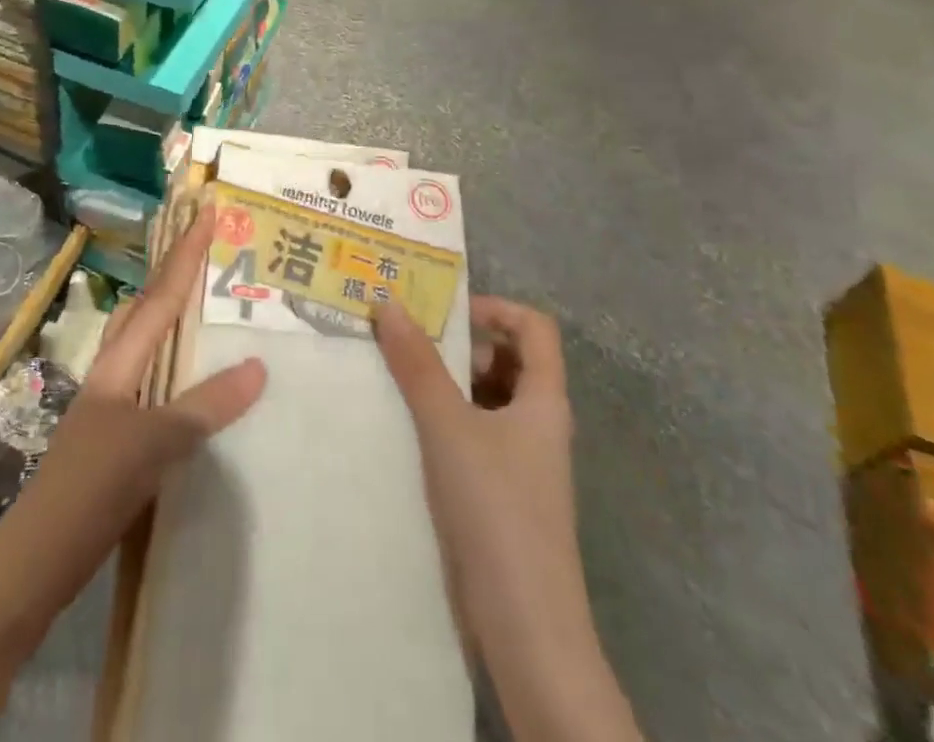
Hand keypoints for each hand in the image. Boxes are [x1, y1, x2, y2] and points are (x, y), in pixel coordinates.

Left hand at [0, 205, 266, 625]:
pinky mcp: (115, 438)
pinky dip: (178, 369)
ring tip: (210, 307)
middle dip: (175, 275)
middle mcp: (114, 373)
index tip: (206, 211)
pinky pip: (155, 385)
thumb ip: (204, 405)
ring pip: (147, 345)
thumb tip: (258, 366)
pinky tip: (198, 387)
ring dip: (174, 319)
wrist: (37, 561)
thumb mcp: (153, 444)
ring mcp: (111, 406)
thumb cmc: (90, 488)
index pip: (160, 296)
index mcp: (118, 362)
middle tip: (210, 252)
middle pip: (147, 309)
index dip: (185, 253)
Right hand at [374, 296, 579, 619]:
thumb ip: (418, 365)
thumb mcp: (449, 427)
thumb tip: (389, 304)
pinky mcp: (504, 494)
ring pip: (490, 399)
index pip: (534, 327)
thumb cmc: (496, 509)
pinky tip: (411, 431)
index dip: (495, 308)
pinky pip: (477, 435)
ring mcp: (524, 462)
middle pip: (510, 360)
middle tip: (410, 343)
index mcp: (544, 399)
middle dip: (463, 345)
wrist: (526, 629)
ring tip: (401, 380)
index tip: (446, 313)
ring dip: (450, 383)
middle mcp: (540, 423)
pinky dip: (448, 420)